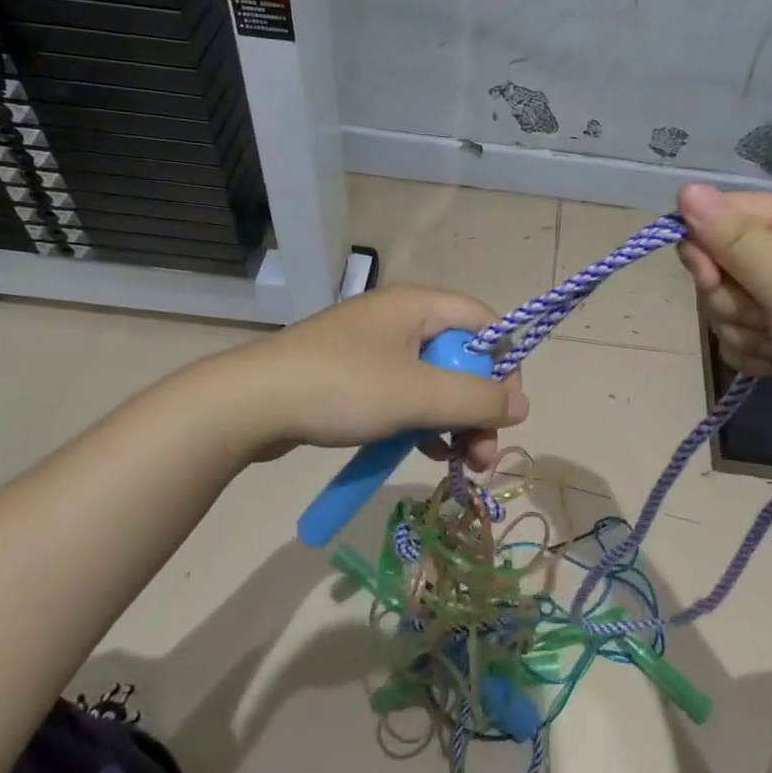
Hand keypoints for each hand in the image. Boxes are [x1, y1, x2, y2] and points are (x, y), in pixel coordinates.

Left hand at [226, 286, 526, 468]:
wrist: (249, 405)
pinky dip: (421, 423)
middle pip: (460, 359)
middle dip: (478, 408)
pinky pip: (402, 396)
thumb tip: (522, 405)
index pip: (484, 323)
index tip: (505, 411)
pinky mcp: (352, 377)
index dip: (503, 365)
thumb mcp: (418, 394)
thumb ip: (477, 399)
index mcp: (418, 306)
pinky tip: (427, 454)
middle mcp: (399, 319)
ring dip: (454, 423)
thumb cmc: (343, 388)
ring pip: (432, 383)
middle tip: (484, 457)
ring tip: (462, 466)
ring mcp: (372, 349)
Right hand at [677, 184, 771, 457]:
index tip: (708, 278)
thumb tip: (685, 188)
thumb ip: (733, 238)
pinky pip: (741, 333)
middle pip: (720, 262)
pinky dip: (753, 352)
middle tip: (762, 318)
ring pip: (726, 303)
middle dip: (729, 299)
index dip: (705, 244)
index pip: (726, 213)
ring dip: (742, 330)